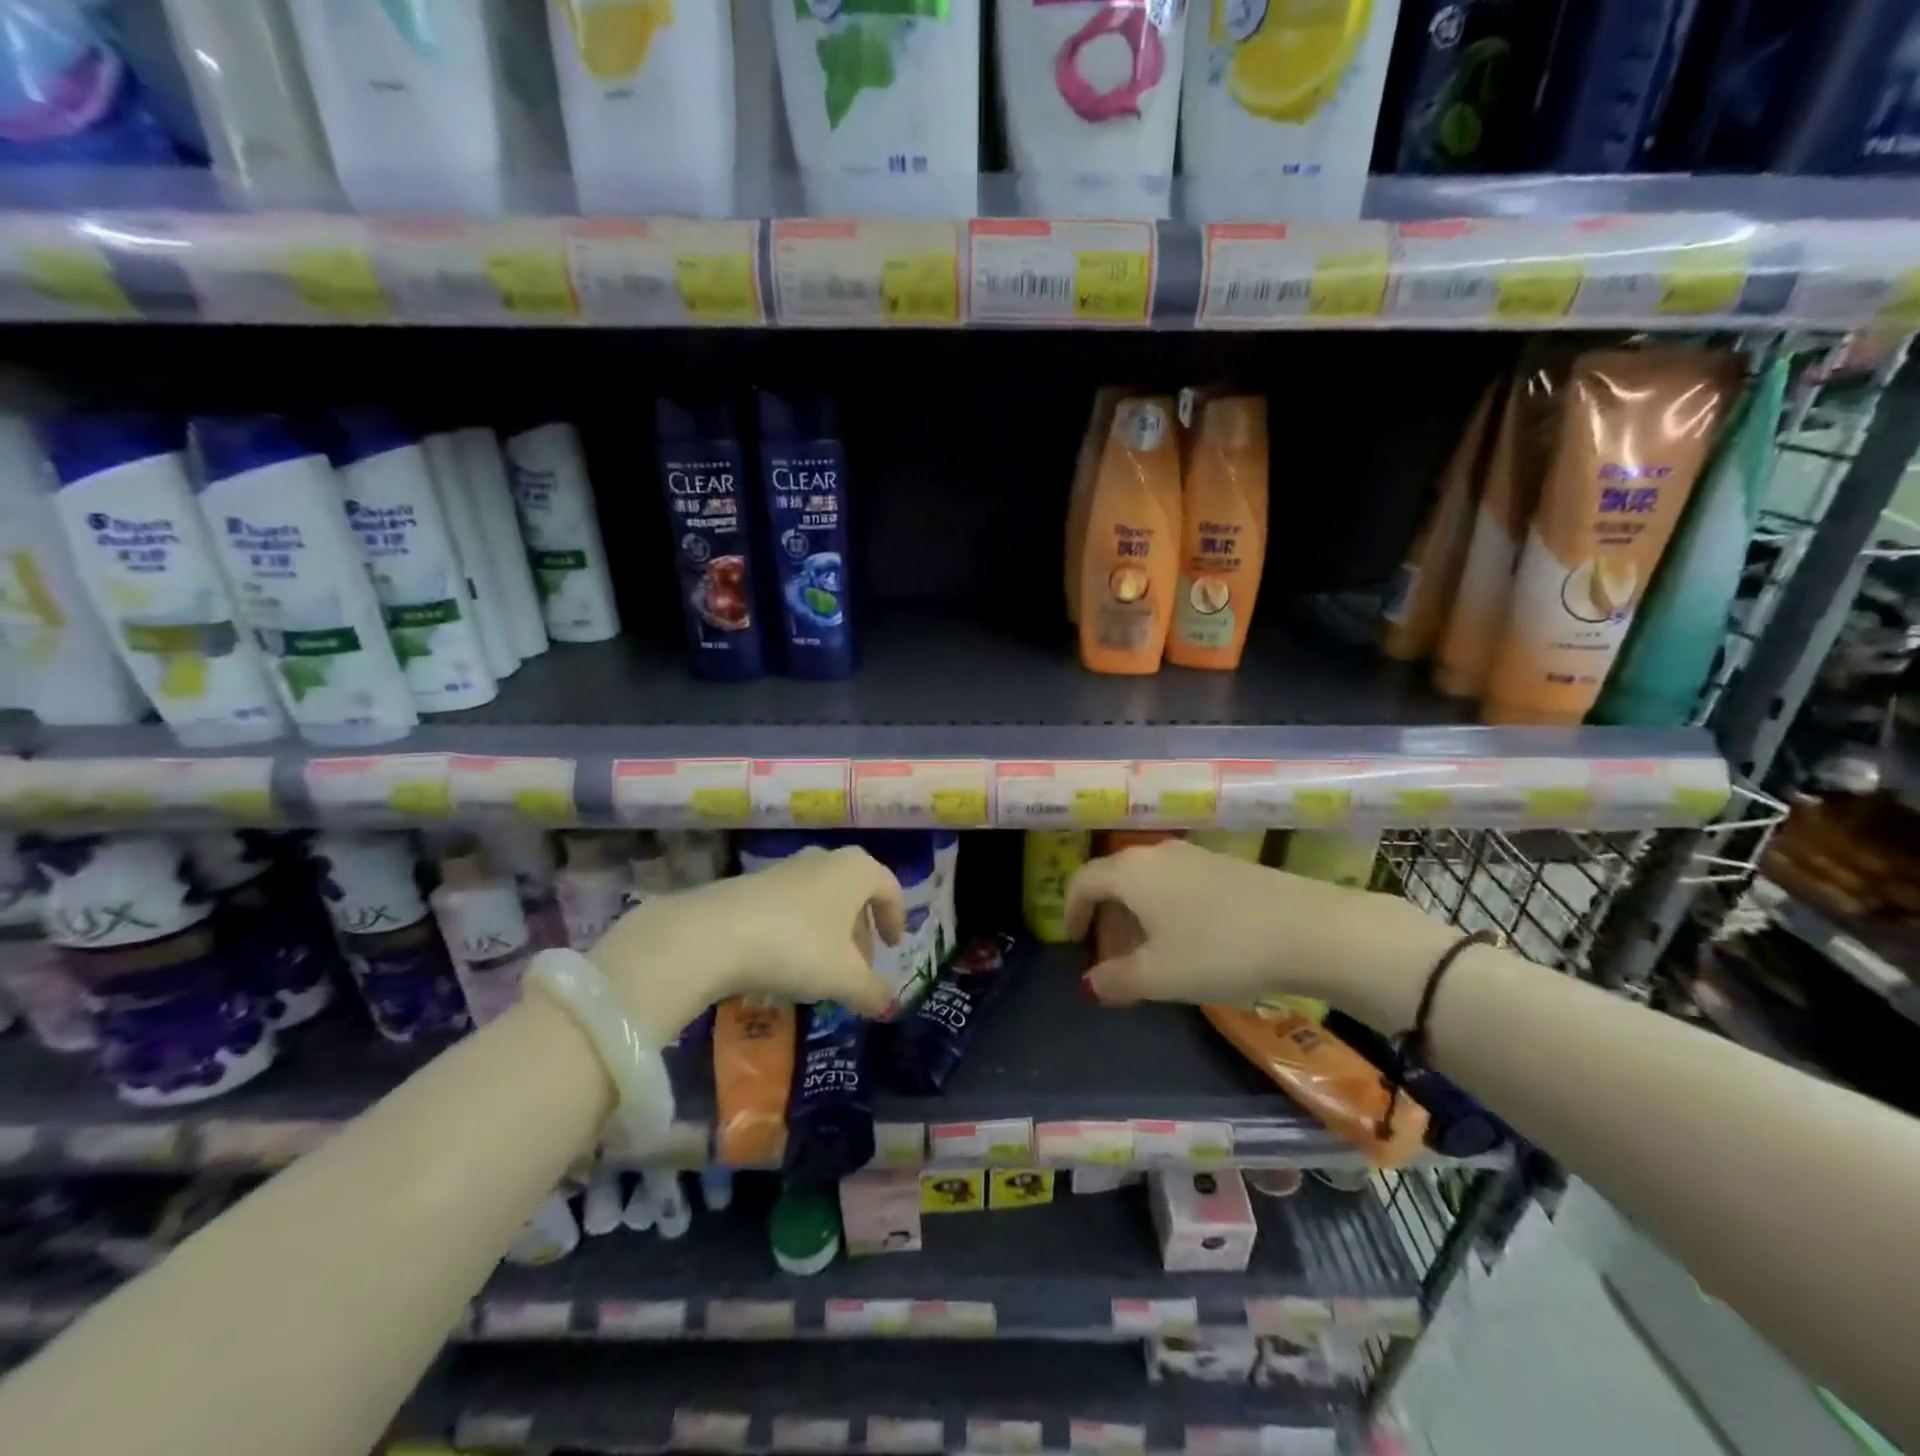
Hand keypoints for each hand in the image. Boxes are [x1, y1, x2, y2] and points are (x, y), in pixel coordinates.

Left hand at [589, 846, 903, 1036]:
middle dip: (860, 931)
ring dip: (830, 933)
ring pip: (822, 900)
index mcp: (856, 870)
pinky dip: (800, 931)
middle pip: (854, 893)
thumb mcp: (843, 977)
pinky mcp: (753, 884)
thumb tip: (888, 1004)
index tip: (893, 947)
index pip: (889, 888)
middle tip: (859, 968)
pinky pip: (792, 906)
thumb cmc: (797, 946)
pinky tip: (787, 963)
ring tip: (823, 970)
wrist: (714, 934)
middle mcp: (824, 860)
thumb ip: (872, 991)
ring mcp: (785, 868)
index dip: (895, 918)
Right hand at [1065, 839, 1454, 1032]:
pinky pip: (1177, 884)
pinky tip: (1190, 943)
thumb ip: (1116, 980)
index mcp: (1130, 872)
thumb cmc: (1218, 950)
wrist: (1308, 928)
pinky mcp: (1224, 866)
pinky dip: (1166, 910)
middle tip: (1112, 959)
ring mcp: (1194, 856)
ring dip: (1137, 917)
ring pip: (1148, 883)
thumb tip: (1092, 983)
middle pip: (1114, 880)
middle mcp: (1156, 854)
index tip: (1074, 943)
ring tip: (1149, 956)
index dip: (1071, 911)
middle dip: (1106, 919)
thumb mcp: (1159, 976)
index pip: (1082, 881)